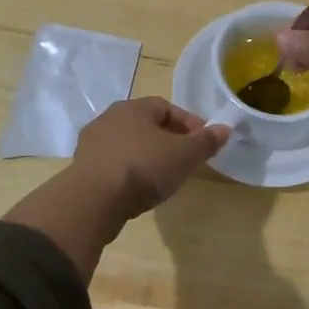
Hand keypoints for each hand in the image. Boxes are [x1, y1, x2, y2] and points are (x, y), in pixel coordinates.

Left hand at [70, 96, 228, 220]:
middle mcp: (109, 119)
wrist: (93, 200)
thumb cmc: (144, 167)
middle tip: (186, 160)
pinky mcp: (83, 169)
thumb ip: (206, 141)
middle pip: (146, 125)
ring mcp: (92, 144)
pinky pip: (114, 164)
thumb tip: (224, 129)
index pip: (166, 107)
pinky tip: (140, 190)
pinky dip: (130, 172)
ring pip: (129, 145)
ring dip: (148, 157)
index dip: (188, 123)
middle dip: (169, 140)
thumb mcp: (185, 155)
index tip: (203, 142)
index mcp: (133, 107)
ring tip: (164, 178)